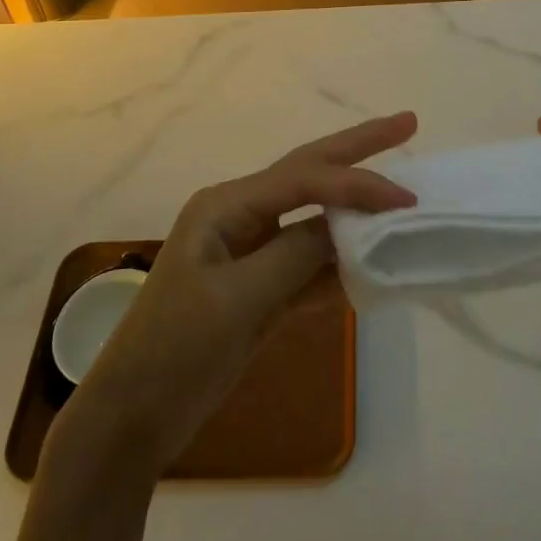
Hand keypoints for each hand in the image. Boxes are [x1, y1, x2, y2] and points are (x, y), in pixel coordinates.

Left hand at [66, 112, 418, 475]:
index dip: (357, 184)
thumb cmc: (175, 349)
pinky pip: (310, 264)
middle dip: (358, 149)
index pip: (304, 179)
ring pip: (315, 219)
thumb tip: (348, 226)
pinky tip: (375, 264)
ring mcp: (251, 252)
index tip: (405, 200)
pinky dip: (341, 264)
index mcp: (226, 205)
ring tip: (403, 195)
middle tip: (408, 123)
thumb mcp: (237, 300)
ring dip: (357, 212)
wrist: (133, 417)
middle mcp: (241, 216)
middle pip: (310, 173)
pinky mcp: (260, 289)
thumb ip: (296, 255)